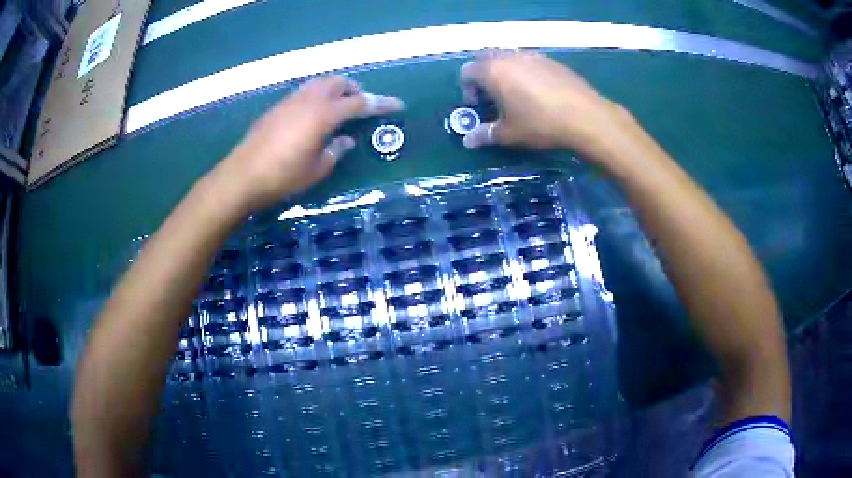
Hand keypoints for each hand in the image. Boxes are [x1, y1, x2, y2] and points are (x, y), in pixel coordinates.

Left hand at [212, 76, 403, 211]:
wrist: (242, 176)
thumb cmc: (282, 177)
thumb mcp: (316, 169)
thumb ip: (335, 151)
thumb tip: (345, 139)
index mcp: (324, 114)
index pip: (360, 103)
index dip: (381, 103)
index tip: (398, 105)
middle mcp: (309, 99)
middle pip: (339, 82)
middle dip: (355, 90)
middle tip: (362, 106)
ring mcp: (290, 100)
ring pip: (320, 83)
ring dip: (336, 89)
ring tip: (340, 107)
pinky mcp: (277, 107)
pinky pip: (305, 91)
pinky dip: (318, 95)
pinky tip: (315, 114)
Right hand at [459, 50, 629, 160]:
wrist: (585, 117)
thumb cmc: (541, 124)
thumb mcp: (510, 134)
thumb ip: (486, 134)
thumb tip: (468, 141)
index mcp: (493, 71)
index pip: (467, 71)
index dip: (467, 89)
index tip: (478, 106)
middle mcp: (510, 57)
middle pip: (486, 59)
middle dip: (484, 76)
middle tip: (493, 97)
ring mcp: (532, 56)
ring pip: (508, 58)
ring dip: (504, 72)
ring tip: (515, 95)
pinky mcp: (551, 61)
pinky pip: (528, 61)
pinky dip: (524, 72)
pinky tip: (538, 92)